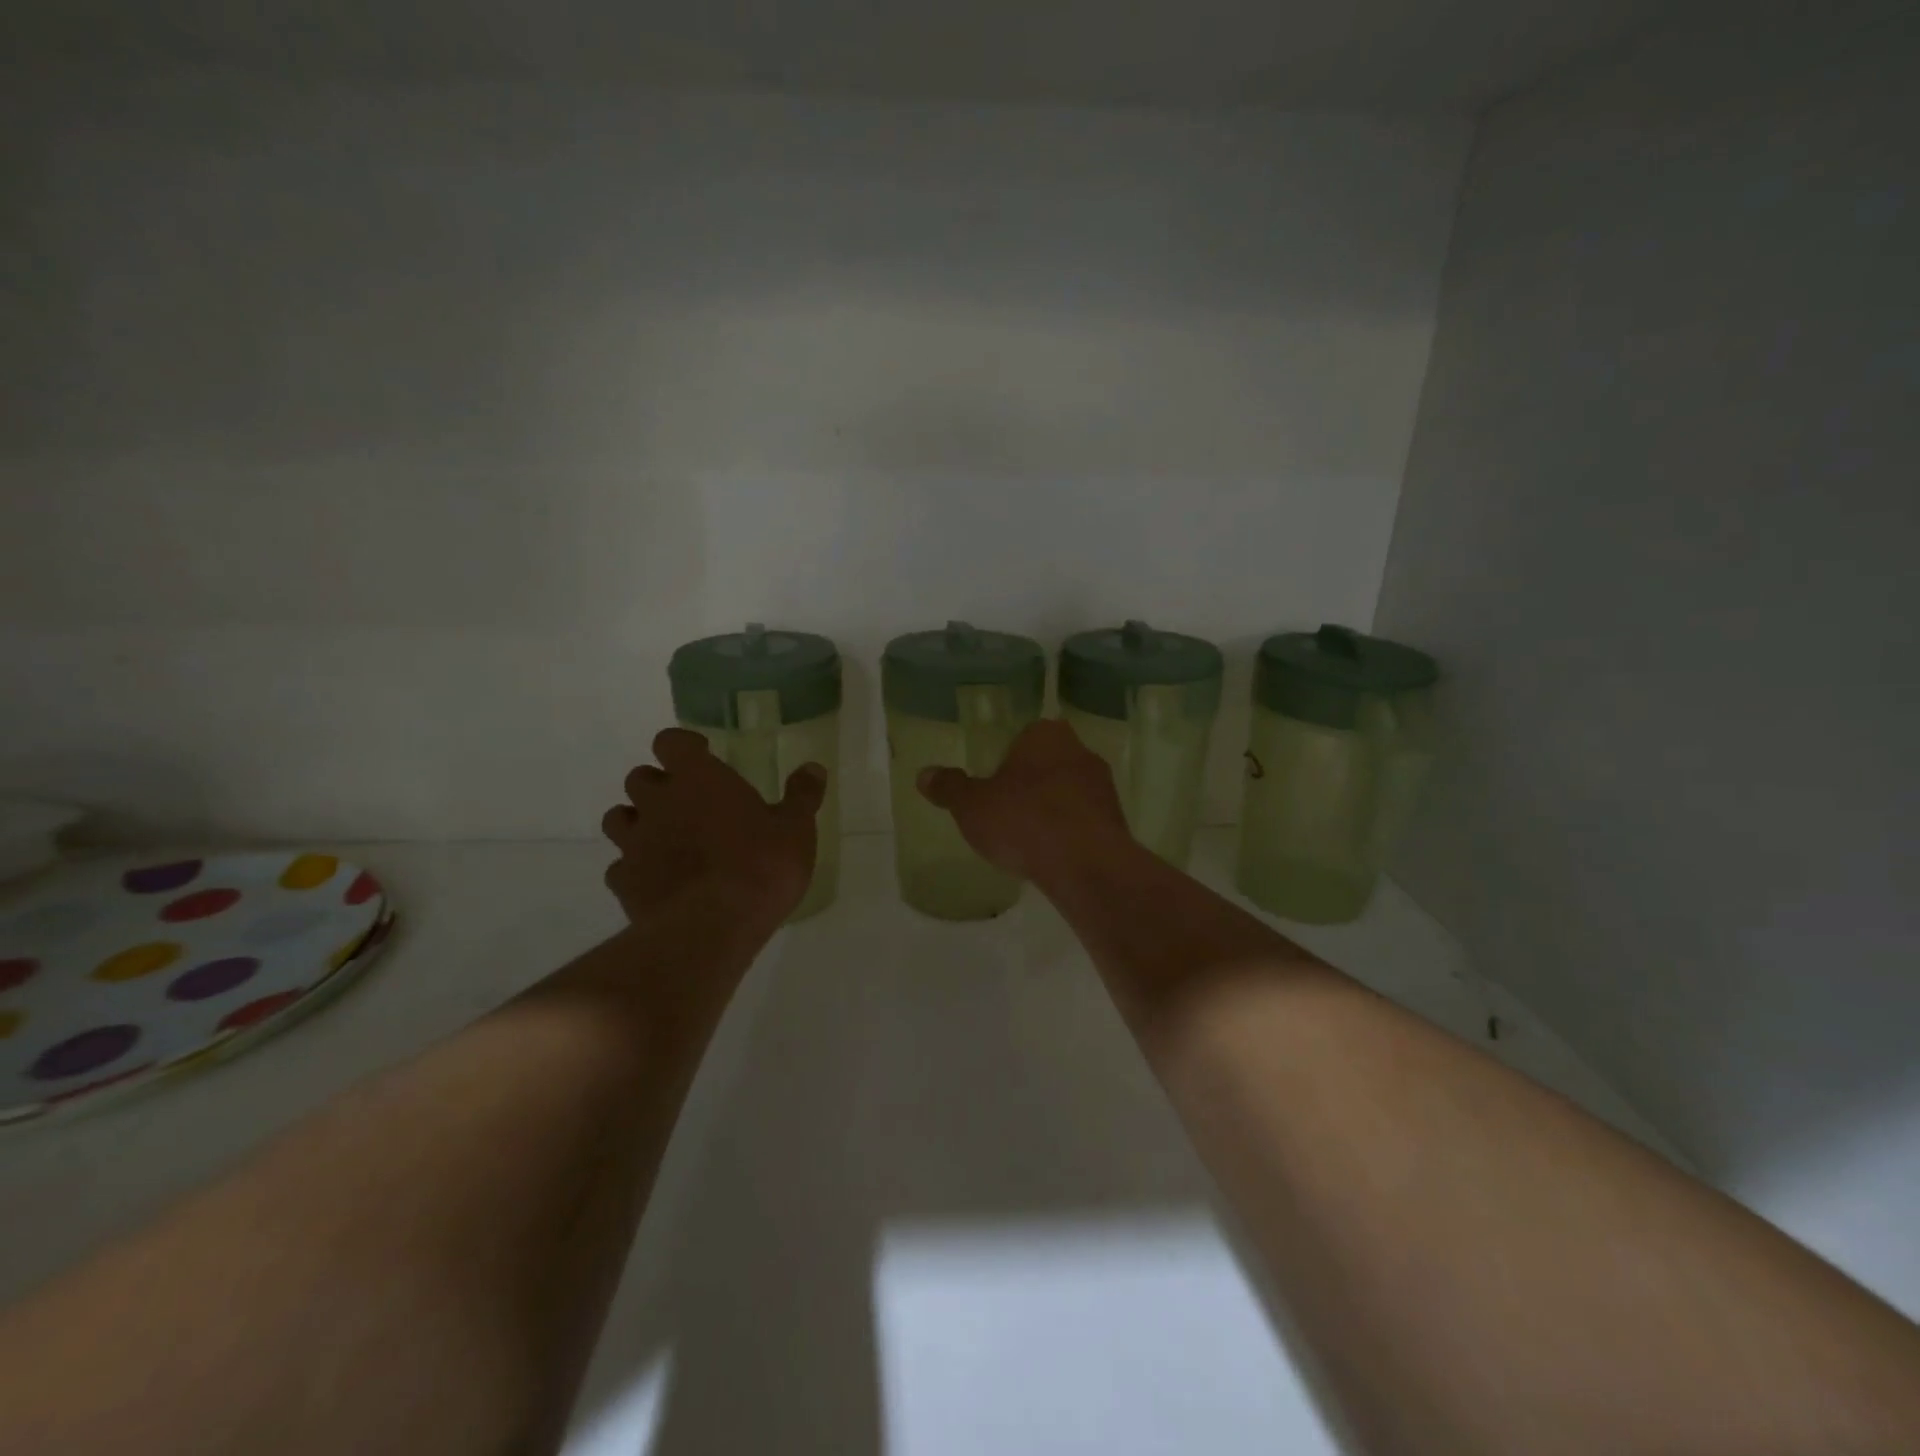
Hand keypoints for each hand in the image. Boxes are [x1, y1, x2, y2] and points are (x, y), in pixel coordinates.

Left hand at [602, 729, 826, 927]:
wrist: (714, 927)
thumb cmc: (761, 866)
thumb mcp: (796, 829)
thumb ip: (802, 795)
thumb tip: (814, 768)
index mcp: (698, 778)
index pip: (671, 741)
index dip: (684, 746)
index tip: (702, 757)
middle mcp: (658, 802)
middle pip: (639, 777)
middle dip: (659, 785)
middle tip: (688, 802)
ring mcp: (634, 843)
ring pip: (619, 818)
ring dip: (638, 822)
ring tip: (666, 838)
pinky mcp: (624, 883)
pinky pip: (619, 867)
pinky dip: (634, 869)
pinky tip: (658, 881)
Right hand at [916, 719, 1132, 881]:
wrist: (1086, 864)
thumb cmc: (1023, 821)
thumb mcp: (972, 806)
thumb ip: (949, 787)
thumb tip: (923, 774)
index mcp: (1045, 735)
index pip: (1025, 735)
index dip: (1008, 758)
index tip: (994, 783)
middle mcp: (1080, 751)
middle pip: (1049, 761)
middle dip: (1031, 782)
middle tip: (1007, 810)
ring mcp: (1103, 786)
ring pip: (1069, 790)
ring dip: (1053, 808)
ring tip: (1029, 838)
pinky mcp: (1117, 820)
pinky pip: (1085, 819)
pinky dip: (1070, 832)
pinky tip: (1053, 855)